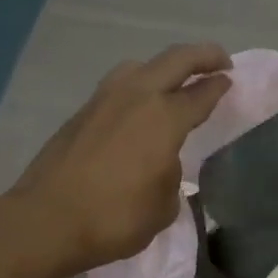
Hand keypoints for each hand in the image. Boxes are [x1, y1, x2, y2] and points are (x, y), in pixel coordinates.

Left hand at [6, 43, 230, 277]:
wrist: (47, 221)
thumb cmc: (115, 218)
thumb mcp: (163, 206)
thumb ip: (171, 176)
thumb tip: (161, 163)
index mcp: (164, 118)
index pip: (201, 94)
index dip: (219, 86)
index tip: (230, 81)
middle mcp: (136, 97)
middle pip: (174, 60)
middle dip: (202, 56)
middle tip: (220, 61)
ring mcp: (103, 100)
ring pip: (141, 67)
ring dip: (163, 68)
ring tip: (174, 83)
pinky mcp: (81, 114)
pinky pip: (119, 87)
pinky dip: (138, 88)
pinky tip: (139, 109)